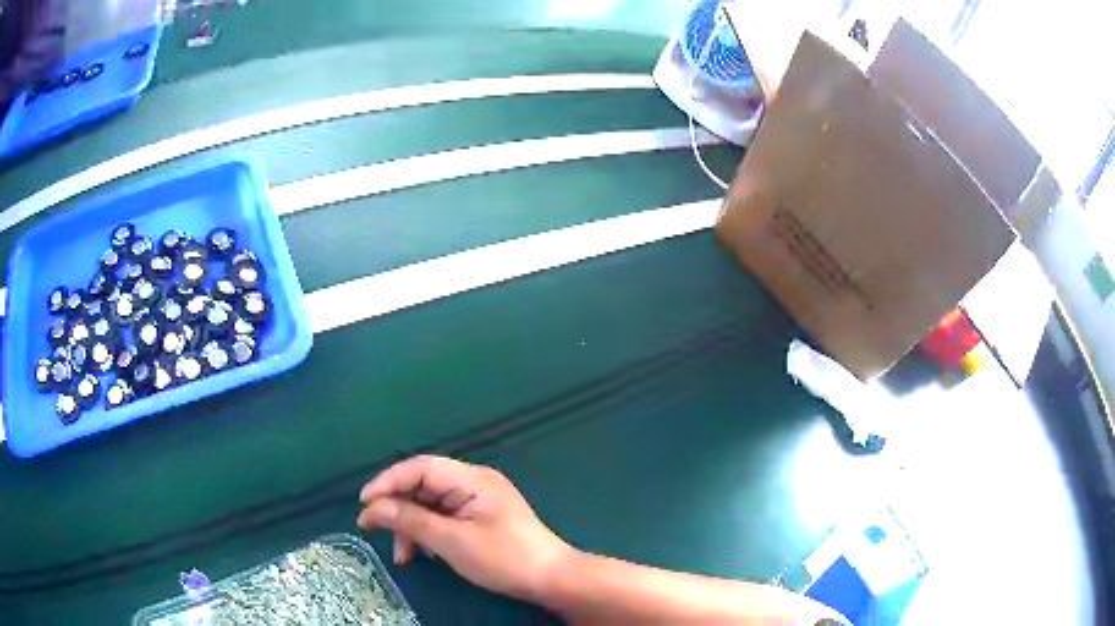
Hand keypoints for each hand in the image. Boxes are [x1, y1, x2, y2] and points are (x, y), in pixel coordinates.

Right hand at [357, 455, 574, 602]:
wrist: (551, 579)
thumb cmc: (504, 558)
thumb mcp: (452, 542)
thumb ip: (411, 521)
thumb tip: (372, 508)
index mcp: (471, 479)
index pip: (420, 467)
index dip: (388, 481)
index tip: (364, 503)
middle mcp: (473, 482)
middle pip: (423, 486)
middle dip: (398, 509)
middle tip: (375, 531)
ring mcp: (478, 501)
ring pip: (431, 505)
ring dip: (412, 527)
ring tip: (404, 556)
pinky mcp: (480, 518)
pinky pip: (444, 518)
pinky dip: (429, 534)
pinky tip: (424, 554)